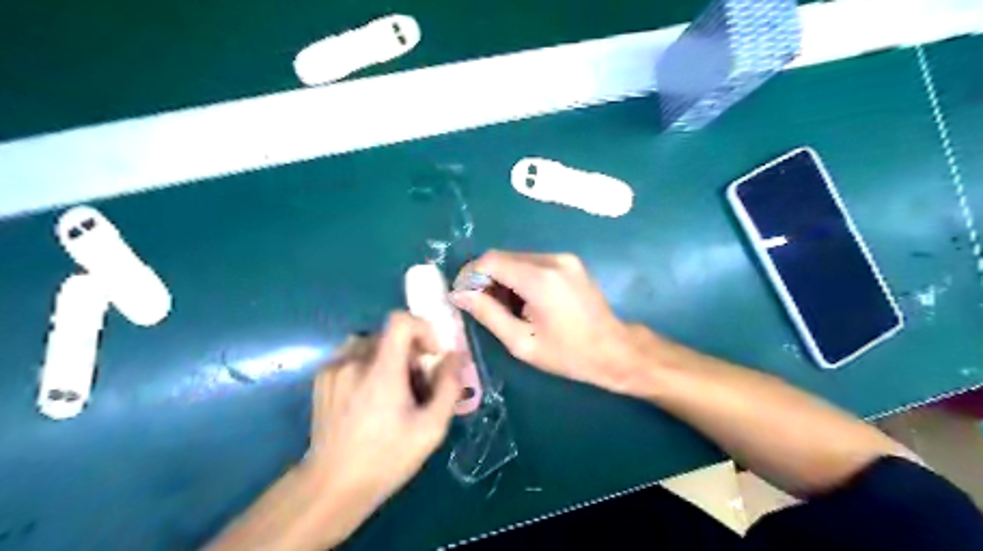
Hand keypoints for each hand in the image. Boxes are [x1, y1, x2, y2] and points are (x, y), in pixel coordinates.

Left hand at [306, 314, 462, 534]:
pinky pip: (351, 355)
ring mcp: (333, 369)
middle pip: (389, 334)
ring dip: (388, 356)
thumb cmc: (386, 458)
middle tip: (416, 383)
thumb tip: (456, 356)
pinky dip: (367, 364)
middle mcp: (354, 361)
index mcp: (381, 371)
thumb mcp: (430, 428)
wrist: (331, 487)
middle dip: (409, 351)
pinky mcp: (321, 379)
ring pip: (370, 343)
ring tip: (391, 388)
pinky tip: (368, 395)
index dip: (422, 329)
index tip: (431, 355)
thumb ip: (449, 387)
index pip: (400, 321)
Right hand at [453, 253, 651, 397]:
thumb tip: (460, 294)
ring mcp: (564, 258)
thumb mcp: (522, 342)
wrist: (615, 350)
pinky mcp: (570, 262)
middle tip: (481, 306)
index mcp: (540, 279)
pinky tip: (524, 301)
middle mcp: (553, 259)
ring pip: (517, 258)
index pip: (491, 260)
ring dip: (503, 278)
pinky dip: (520, 276)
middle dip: (486, 278)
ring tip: (504, 308)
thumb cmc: (568, 354)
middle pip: (504, 257)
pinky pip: (533, 262)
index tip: (463, 296)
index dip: (471, 275)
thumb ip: (488, 314)